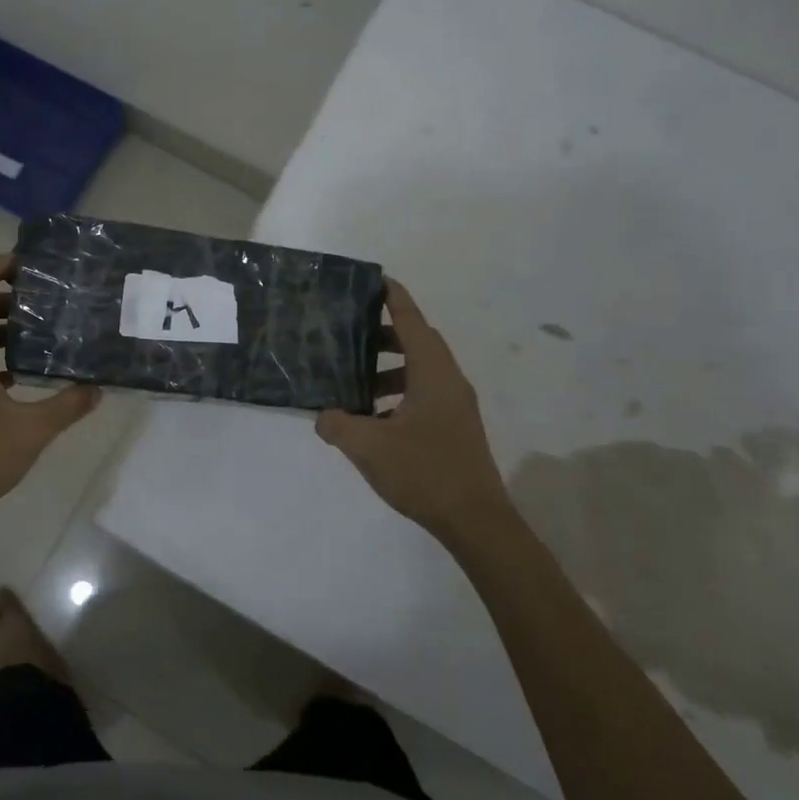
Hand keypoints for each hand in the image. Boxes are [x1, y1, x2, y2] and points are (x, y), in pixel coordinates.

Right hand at [315, 279, 510, 545]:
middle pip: (418, 342)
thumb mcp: (369, 447)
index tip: (375, 279)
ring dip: (390, 370)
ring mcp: (456, 406)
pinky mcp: (455, 428)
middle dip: (385, 335)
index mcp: (433, 373)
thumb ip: (338, 425)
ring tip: (355, 384)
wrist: (475, 520)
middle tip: (350, 335)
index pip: (411, 321)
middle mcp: (449, 381)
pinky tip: (374, 420)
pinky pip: (424, 395)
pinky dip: (399, 394)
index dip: (393, 298)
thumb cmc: (424, 472)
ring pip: (421, 371)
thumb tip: (322, 416)